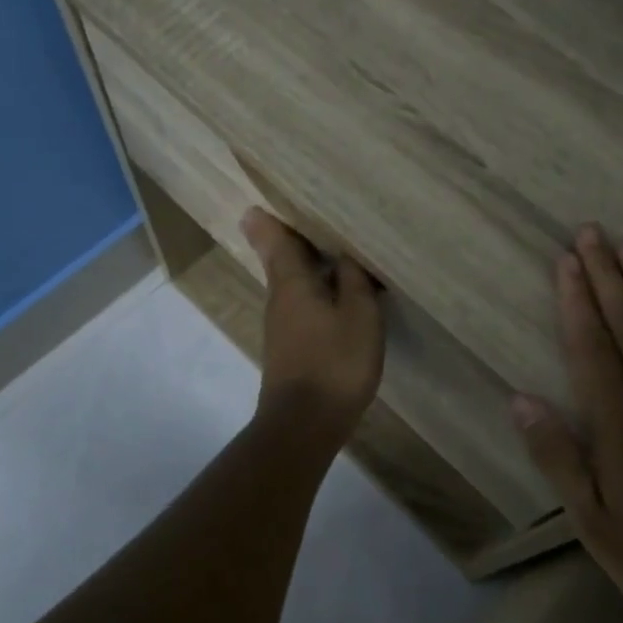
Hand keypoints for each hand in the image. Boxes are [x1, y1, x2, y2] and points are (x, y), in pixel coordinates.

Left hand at [242, 207, 384, 443]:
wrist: (304, 424)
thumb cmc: (335, 362)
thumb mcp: (359, 315)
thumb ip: (354, 280)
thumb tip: (344, 254)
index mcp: (292, 282)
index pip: (275, 238)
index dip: (270, 219)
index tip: (263, 199)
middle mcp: (279, 298)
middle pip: (281, 258)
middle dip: (290, 236)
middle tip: (307, 212)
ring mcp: (281, 324)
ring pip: (291, 281)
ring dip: (306, 262)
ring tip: (331, 246)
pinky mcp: (289, 346)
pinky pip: (301, 303)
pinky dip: (314, 288)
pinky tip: (335, 291)